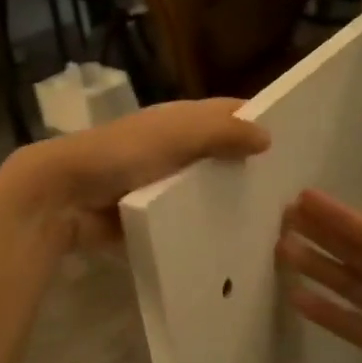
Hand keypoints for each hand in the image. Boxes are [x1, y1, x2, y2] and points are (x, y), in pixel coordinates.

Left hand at [0, 99, 271, 250]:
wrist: (62, 197)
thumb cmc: (121, 155)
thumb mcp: (176, 136)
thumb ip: (222, 132)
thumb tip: (268, 136)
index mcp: (179, 121)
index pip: (227, 115)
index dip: (258, 122)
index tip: (299, 142)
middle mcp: (172, 148)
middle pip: (219, 155)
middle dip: (249, 169)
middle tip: (295, 196)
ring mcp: (160, 185)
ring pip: (204, 191)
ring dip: (229, 204)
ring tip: (274, 227)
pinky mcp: (150, 217)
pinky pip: (185, 222)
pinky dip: (204, 230)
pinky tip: (234, 247)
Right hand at [276, 181, 361, 362]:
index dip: (340, 218)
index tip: (306, 199)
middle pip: (356, 255)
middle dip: (322, 236)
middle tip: (284, 218)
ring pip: (348, 285)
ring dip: (317, 267)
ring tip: (282, 250)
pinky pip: (351, 323)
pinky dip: (326, 311)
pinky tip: (296, 297)